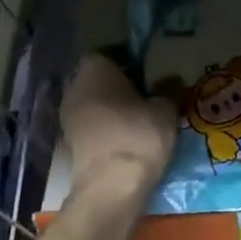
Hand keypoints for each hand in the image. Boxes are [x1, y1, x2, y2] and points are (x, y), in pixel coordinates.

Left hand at [59, 53, 176, 209]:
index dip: (125, 57)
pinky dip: (107, 126)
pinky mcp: (70, 144)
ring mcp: (68, 118)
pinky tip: (129, 136)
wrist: (111, 188)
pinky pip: (92, 124)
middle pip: (97, 78)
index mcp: (94, 71)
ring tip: (141, 115)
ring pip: (93, 102)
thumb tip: (172, 80)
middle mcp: (74, 89)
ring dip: (112, 106)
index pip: (105, 52)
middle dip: (118, 82)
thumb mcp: (166, 109)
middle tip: (147, 90)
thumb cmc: (138, 135)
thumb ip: (168, 89)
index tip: (147, 68)